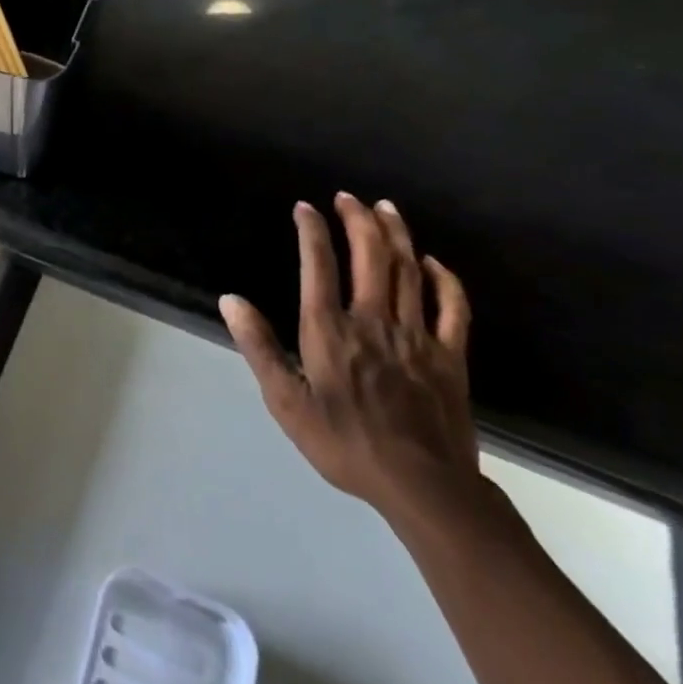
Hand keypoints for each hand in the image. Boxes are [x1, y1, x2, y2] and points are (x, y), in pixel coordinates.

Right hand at [220, 193, 483, 532]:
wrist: (423, 486)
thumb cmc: (344, 444)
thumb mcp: (285, 402)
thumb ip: (259, 347)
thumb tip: (230, 300)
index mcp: (330, 330)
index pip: (318, 265)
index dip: (311, 231)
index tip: (304, 207)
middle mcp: (373, 321)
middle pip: (369, 257)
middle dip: (358, 220)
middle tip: (348, 197)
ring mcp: (417, 336)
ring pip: (408, 271)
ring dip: (396, 235)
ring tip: (385, 208)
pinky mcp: (450, 356)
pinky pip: (452, 307)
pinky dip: (444, 279)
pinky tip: (432, 262)